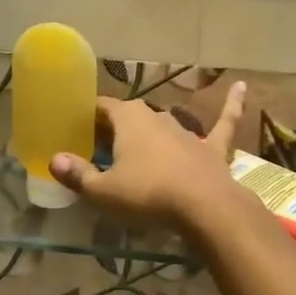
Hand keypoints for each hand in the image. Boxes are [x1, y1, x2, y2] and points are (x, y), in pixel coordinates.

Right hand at [49, 82, 247, 229]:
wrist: (204, 208)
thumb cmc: (148, 195)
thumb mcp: (104, 192)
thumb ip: (78, 175)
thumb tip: (54, 161)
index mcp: (128, 120)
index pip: (101, 108)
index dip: (87, 117)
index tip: (76, 129)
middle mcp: (157, 117)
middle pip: (130, 117)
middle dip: (114, 129)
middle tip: (99, 147)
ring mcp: (187, 131)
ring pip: (163, 124)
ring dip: (150, 132)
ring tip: (135, 146)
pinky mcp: (212, 148)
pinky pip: (223, 122)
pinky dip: (232, 105)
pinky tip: (241, 86)